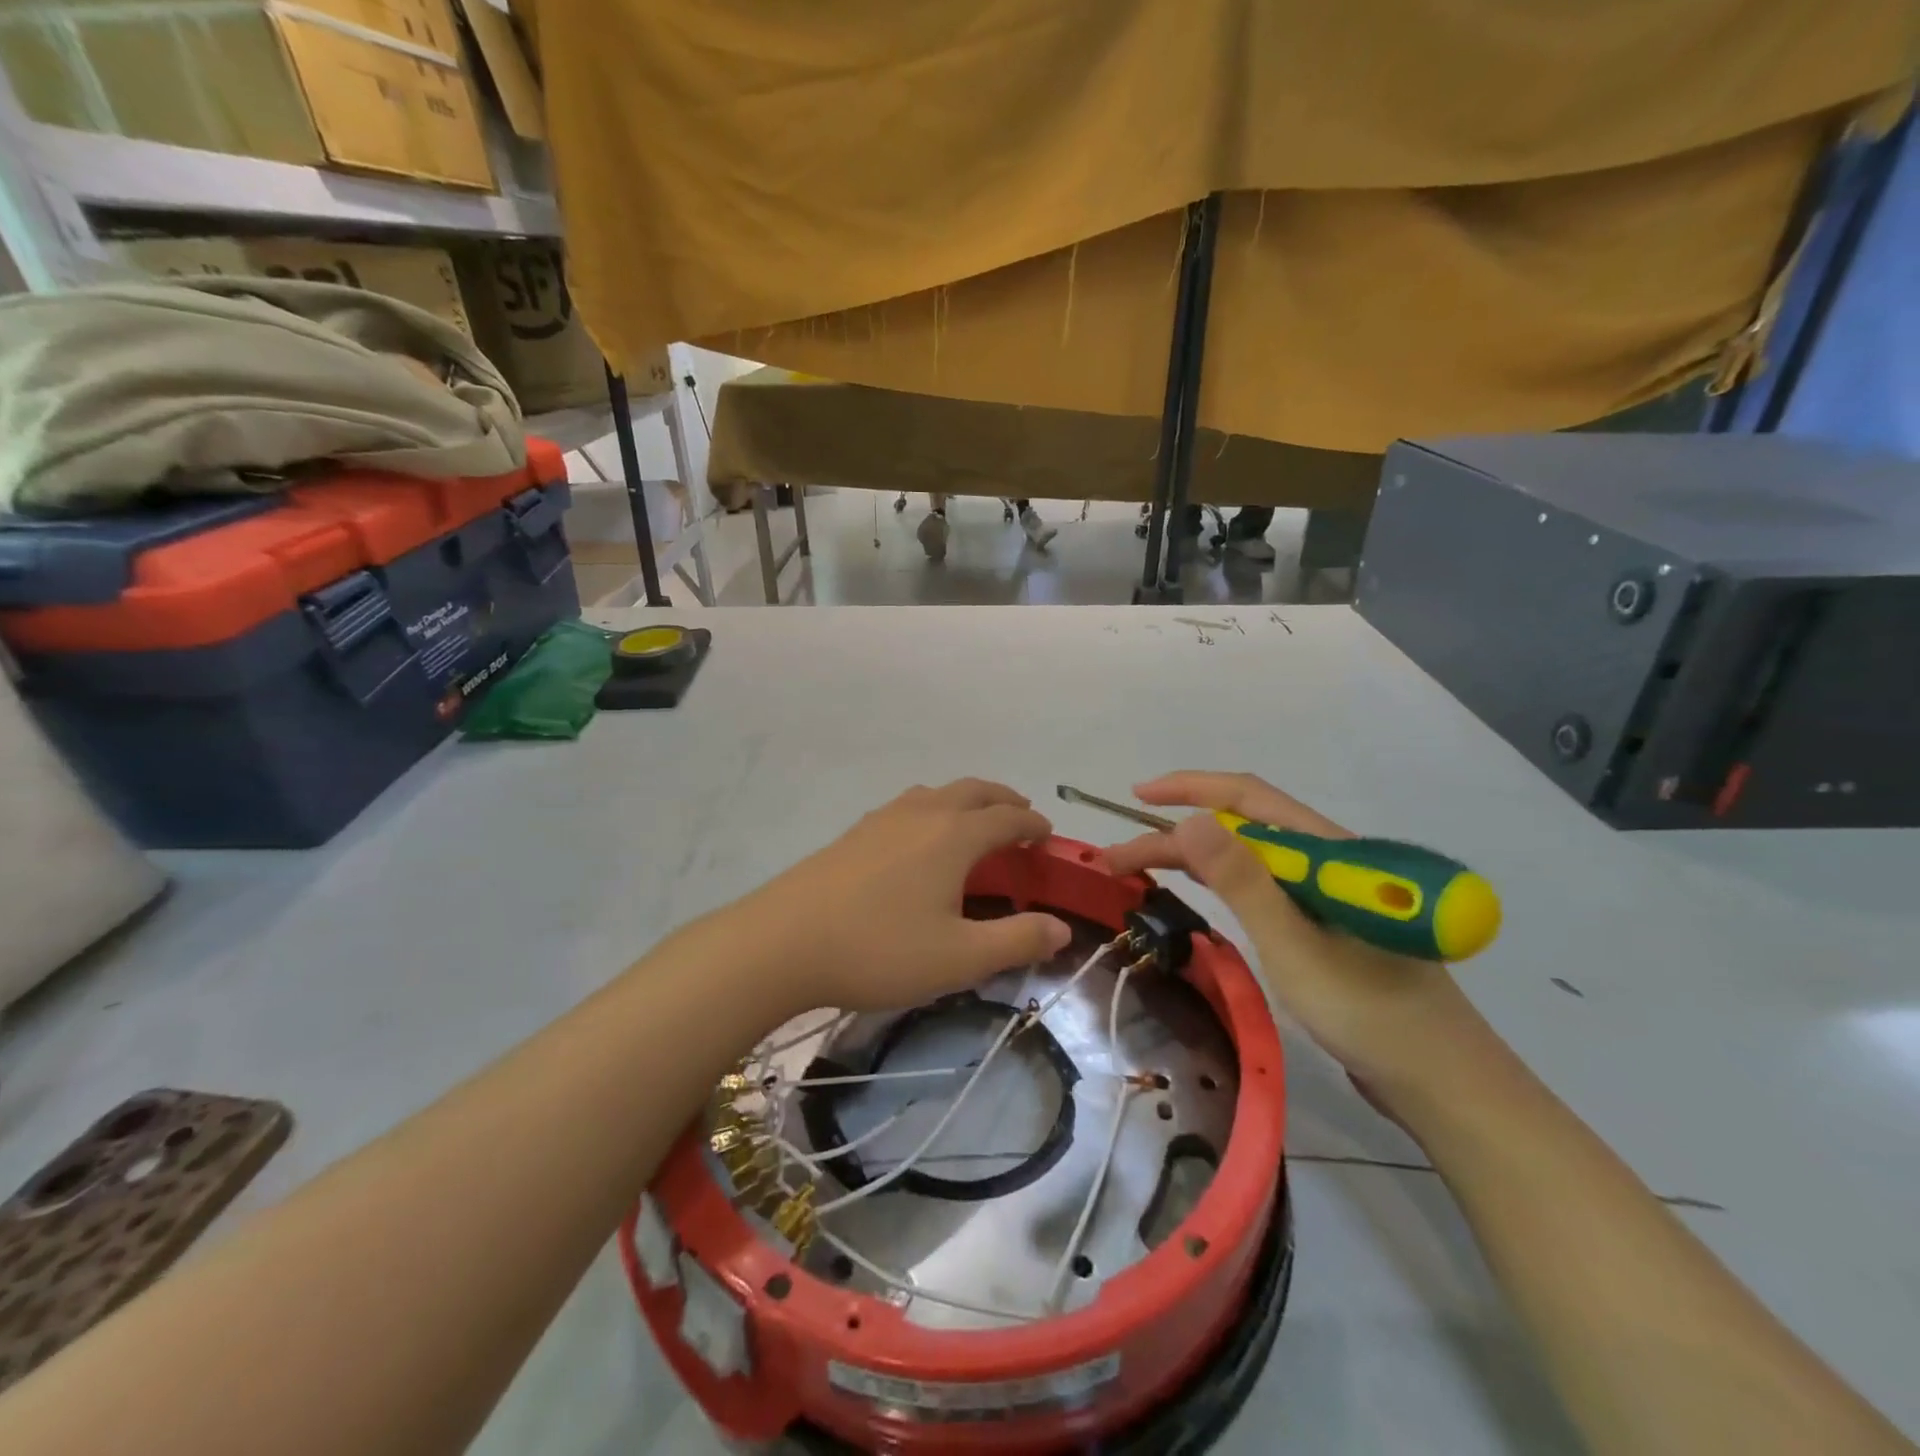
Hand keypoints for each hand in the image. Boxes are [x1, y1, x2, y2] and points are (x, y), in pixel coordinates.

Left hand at [746, 779, 1071, 1012]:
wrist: (782, 942)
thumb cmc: (879, 949)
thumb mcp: (959, 958)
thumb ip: (1016, 941)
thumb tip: (1062, 929)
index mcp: (954, 835)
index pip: (1007, 818)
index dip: (1033, 825)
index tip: (1047, 837)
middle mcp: (922, 813)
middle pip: (974, 790)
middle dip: (1003, 800)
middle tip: (1020, 818)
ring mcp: (883, 818)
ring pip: (937, 793)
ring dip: (966, 800)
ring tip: (974, 824)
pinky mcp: (854, 833)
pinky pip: (908, 805)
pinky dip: (933, 809)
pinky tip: (919, 840)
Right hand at [1103, 771, 1491, 1112]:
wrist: (1440, 1084)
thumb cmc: (1368, 1012)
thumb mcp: (1293, 946)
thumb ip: (1242, 880)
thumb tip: (1190, 819)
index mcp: (1328, 851)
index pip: (1249, 797)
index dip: (1190, 788)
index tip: (1137, 796)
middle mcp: (1327, 860)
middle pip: (1243, 826)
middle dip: (1177, 833)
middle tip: (1120, 858)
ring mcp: (1328, 892)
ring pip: (1250, 856)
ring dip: (1195, 856)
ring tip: (1143, 867)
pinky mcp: (1326, 922)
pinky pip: (1263, 885)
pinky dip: (1222, 881)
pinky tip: (1199, 886)